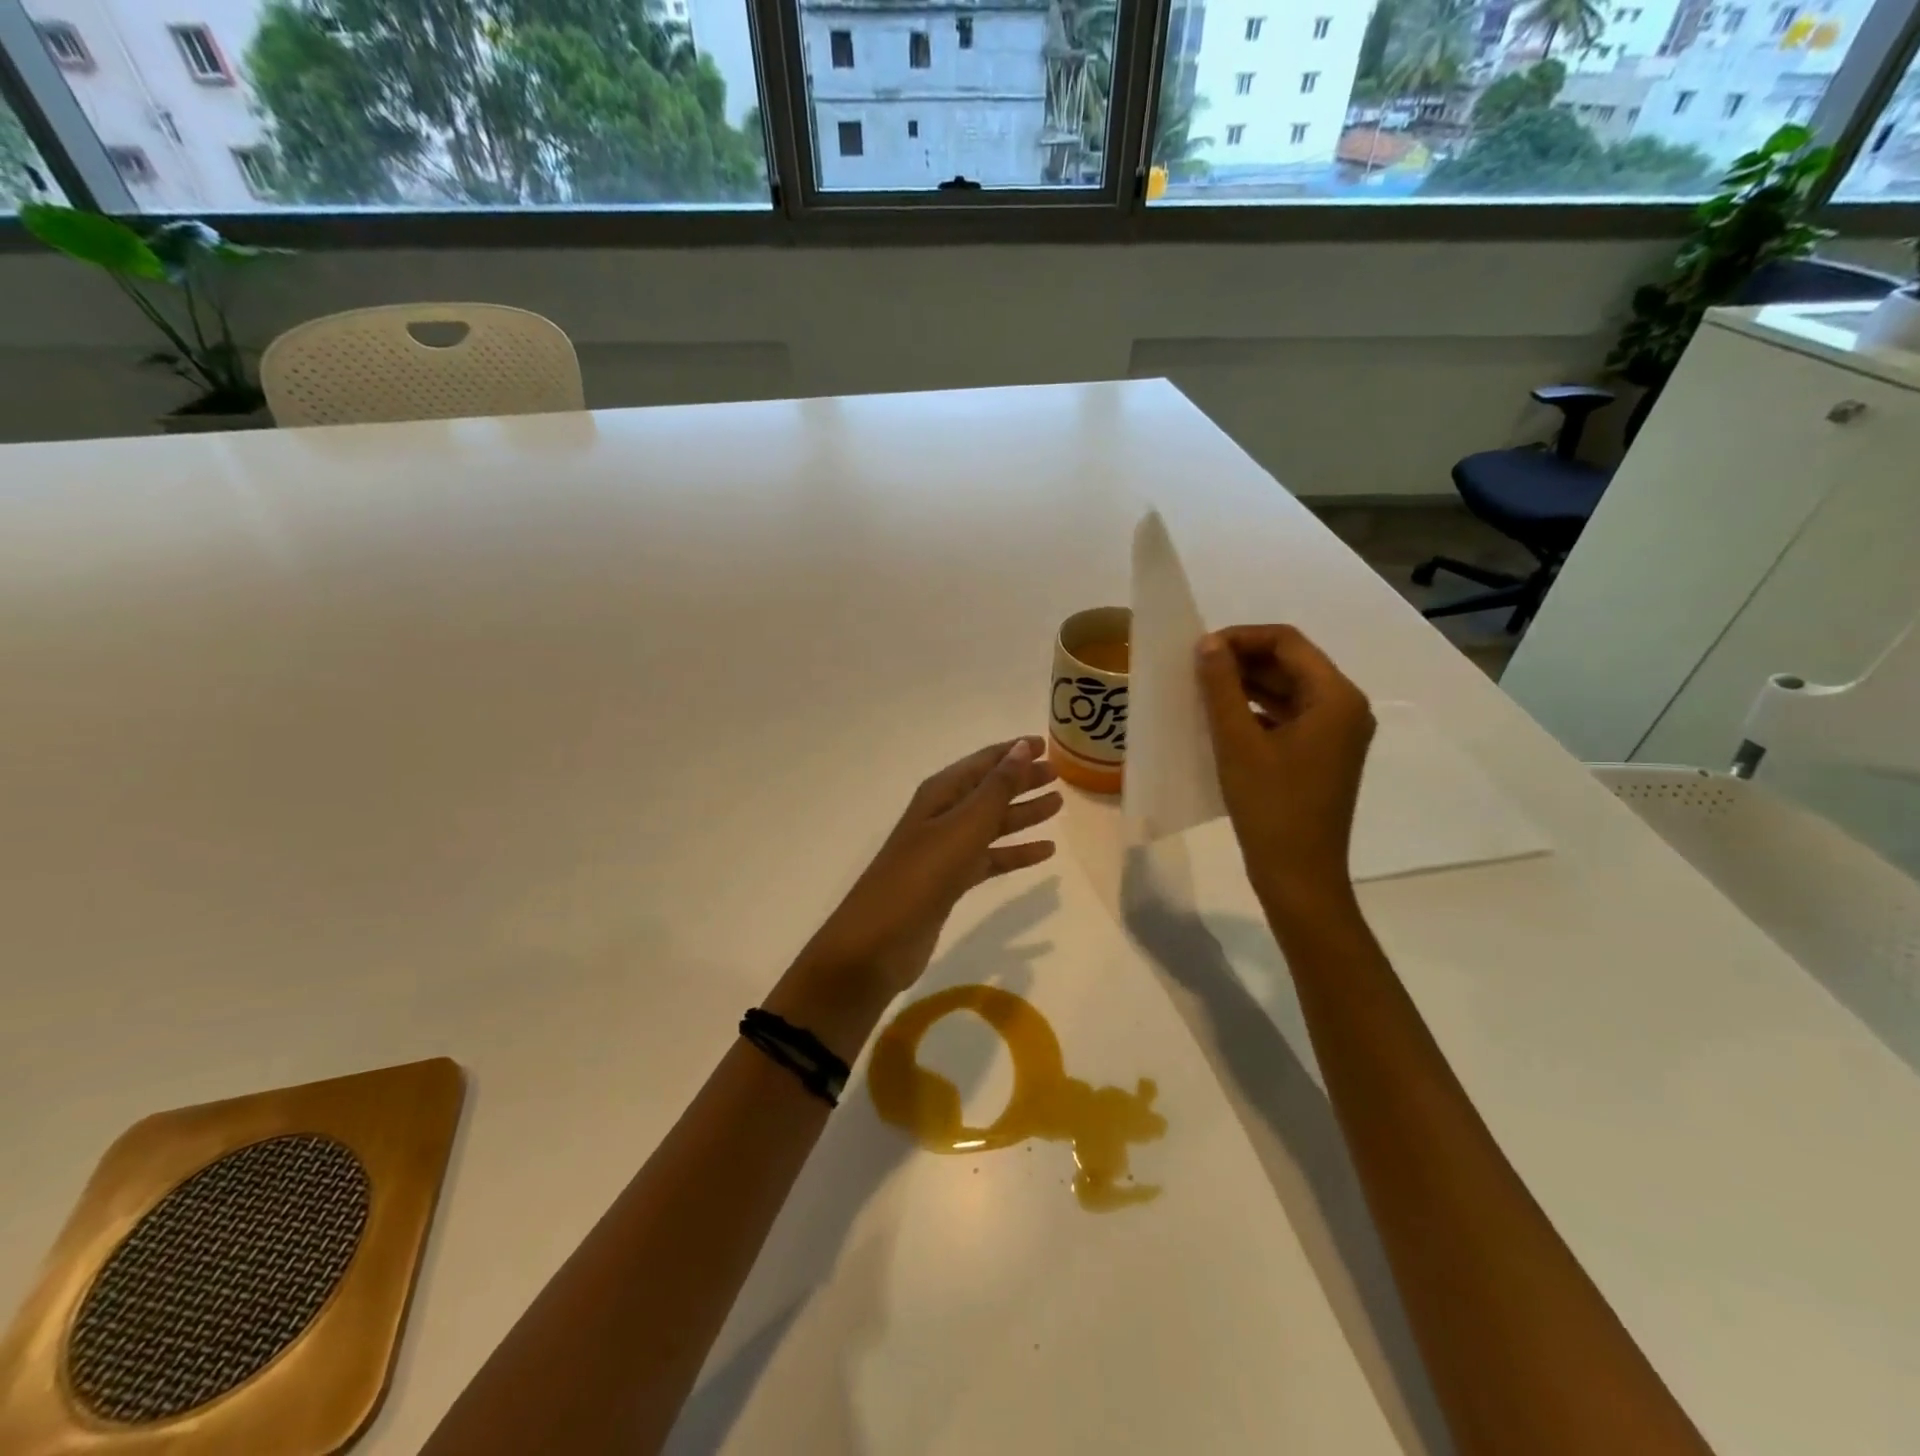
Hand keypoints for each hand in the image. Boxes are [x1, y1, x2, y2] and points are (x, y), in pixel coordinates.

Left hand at [777, 738, 1061, 1039]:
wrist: (879, 940)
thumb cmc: (922, 874)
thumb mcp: (964, 826)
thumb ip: (997, 788)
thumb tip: (1023, 747)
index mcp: (940, 794)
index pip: (982, 762)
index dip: (1013, 752)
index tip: (1046, 744)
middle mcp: (942, 816)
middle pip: (989, 790)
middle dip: (1022, 781)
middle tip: (1060, 775)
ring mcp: (945, 850)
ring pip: (992, 824)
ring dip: (1022, 814)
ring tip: (1058, 804)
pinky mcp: (950, 882)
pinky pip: (990, 858)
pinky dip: (1015, 853)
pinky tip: (1045, 852)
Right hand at [1196, 626, 1375, 916]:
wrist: (1298, 875)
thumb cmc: (1270, 806)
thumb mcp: (1238, 742)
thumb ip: (1222, 687)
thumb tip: (1208, 643)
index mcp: (1336, 697)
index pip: (1287, 643)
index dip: (1241, 638)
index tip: (1199, 649)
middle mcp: (1345, 708)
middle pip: (1291, 663)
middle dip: (1243, 660)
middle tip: (1194, 669)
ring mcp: (1336, 734)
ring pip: (1288, 690)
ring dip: (1247, 685)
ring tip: (1202, 690)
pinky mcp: (1322, 755)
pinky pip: (1289, 717)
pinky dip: (1257, 710)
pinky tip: (1221, 718)